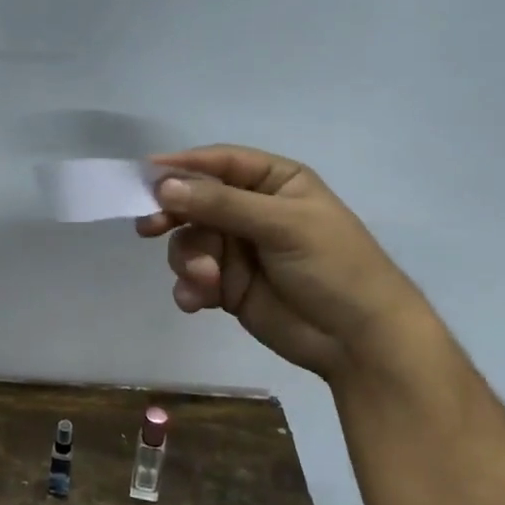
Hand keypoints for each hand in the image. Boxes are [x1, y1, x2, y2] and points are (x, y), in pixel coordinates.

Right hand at [137, 146, 430, 381]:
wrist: (358, 341)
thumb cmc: (333, 267)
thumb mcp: (282, 226)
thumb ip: (221, 204)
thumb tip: (164, 186)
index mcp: (274, 182)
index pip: (221, 163)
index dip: (183, 166)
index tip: (145, 175)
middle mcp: (251, 210)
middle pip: (195, 202)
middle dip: (174, 216)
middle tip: (149, 227)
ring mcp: (238, 249)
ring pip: (189, 241)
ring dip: (190, 261)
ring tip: (206, 281)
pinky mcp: (228, 285)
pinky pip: (193, 277)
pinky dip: (190, 288)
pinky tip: (197, 302)